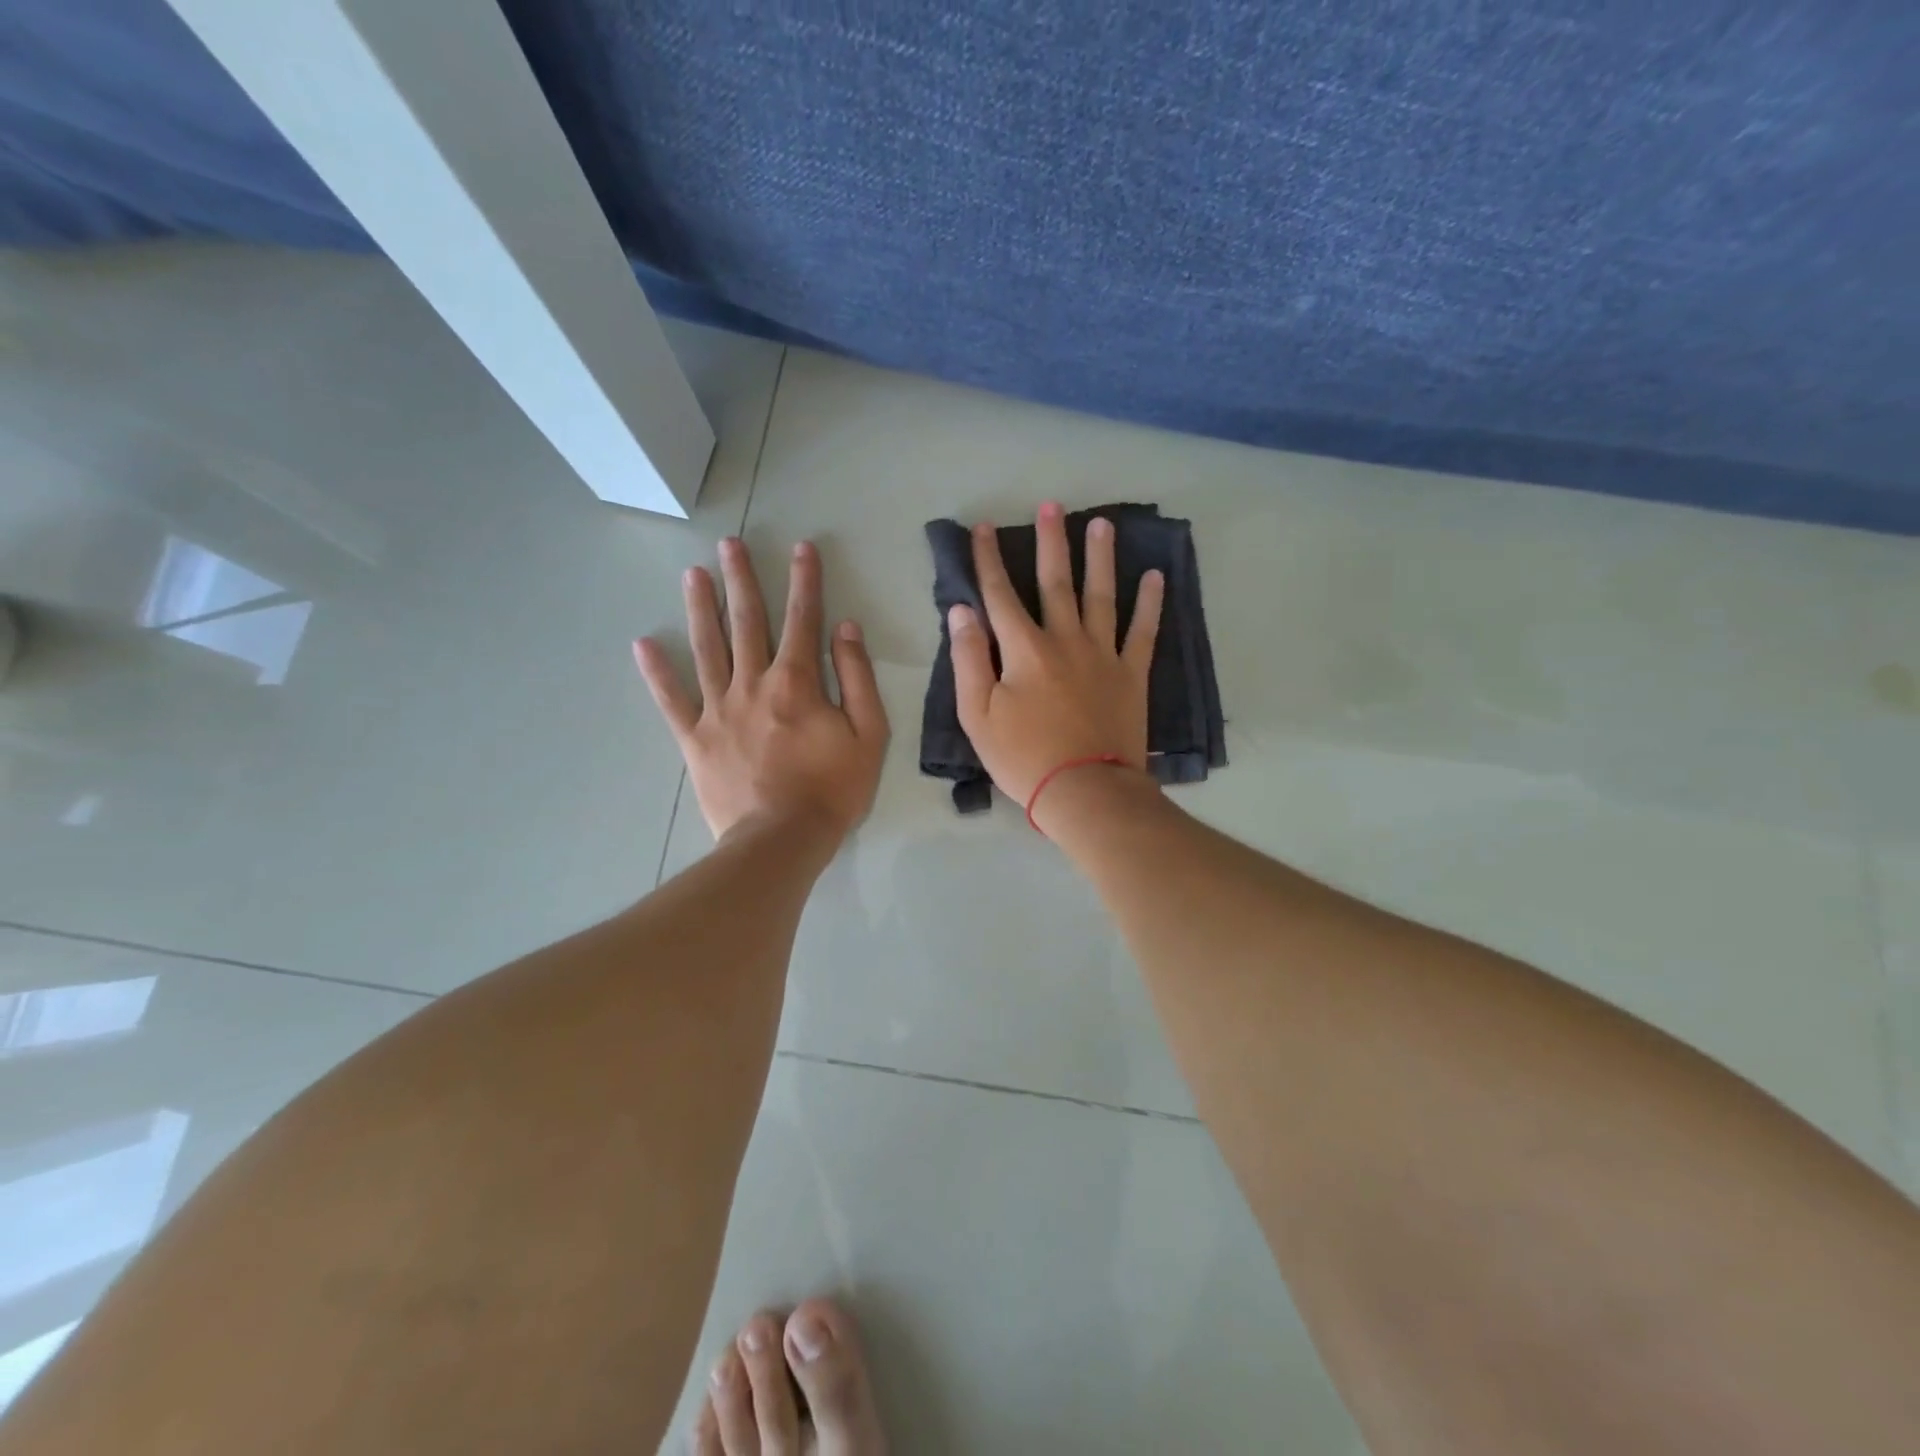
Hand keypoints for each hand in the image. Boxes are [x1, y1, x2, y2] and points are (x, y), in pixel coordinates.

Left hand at [634, 537, 887, 842]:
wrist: (781, 841)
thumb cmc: (832, 789)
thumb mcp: (868, 734)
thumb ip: (857, 678)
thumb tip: (845, 628)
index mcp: (797, 682)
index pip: (802, 619)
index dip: (804, 580)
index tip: (801, 547)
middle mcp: (752, 685)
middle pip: (746, 623)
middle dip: (741, 580)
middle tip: (729, 544)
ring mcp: (718, 710)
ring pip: (707, 649)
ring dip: (700, 609)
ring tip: (693, 574)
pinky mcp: (695, 739)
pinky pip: (672, 700)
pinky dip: (657, 673)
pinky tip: (643, 644)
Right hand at [949, 502, 1163, 809]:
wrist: (1085, 791)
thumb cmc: (1023, 758)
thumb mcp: (978, 715)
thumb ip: (969, 659)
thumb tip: (962, 611)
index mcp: (1023, 650)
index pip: (999, 594)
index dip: (988, 559)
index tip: (983, 528)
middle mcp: (1065, 640)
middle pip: (1055, 582)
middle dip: (1050, 542)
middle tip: (1053, 505)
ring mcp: (1103, 655)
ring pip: (1101, 595)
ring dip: (1101, 558)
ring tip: (1103, 524)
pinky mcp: (1132, 675)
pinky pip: (1143, 632)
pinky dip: (1150, 604)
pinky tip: (1155, 577)